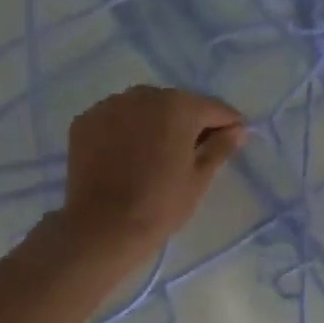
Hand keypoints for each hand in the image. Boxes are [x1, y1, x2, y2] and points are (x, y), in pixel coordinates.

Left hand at [59, 86, 244, 256]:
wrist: (103, 227)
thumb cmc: (161, 205)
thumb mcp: (199, 178)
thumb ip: (220, 148)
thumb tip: (238, 130)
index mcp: (178, 106)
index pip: (213, 108)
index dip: (228, 124)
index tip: (234, 138)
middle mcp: (143, 95)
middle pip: (177, 103)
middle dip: (189, 122)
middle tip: (194, 150)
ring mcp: (110, 106)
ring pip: (144, 108)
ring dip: (155, 123)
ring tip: (158, 153)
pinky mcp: (85, 121)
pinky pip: (116, 119)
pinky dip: (126, 130)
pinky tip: (128, 155)